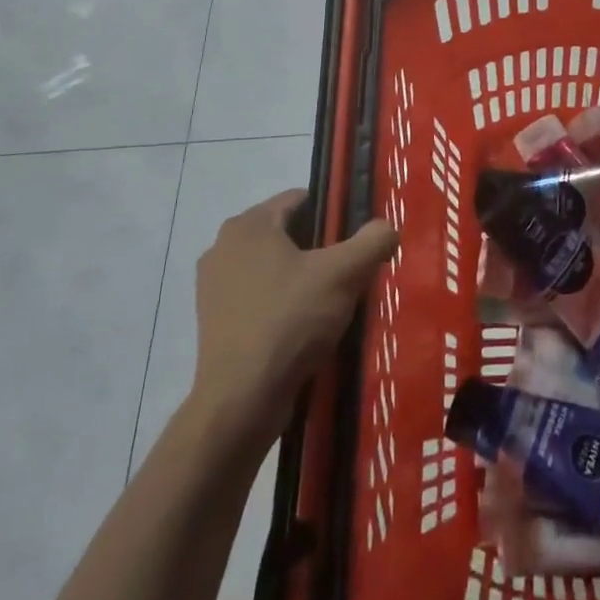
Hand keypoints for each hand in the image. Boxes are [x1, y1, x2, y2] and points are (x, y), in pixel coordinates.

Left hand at [191, 189, 397, 441]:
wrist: (242, 399)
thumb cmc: (290, 320)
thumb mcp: (344, 274)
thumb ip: (372, 241)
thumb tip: (387, 227)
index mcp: (248, 225)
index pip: (300, 199)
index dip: (333, 215)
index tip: (356, 240)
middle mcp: (223, 247)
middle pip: (287, 234)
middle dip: (319, 249)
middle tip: (349, 273)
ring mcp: (213, 286)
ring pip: (273, 268)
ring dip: (301, 279)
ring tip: (331, 303)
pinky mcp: (213, 321)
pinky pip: (259, 297)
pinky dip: (282, 304)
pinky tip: (305, 328)